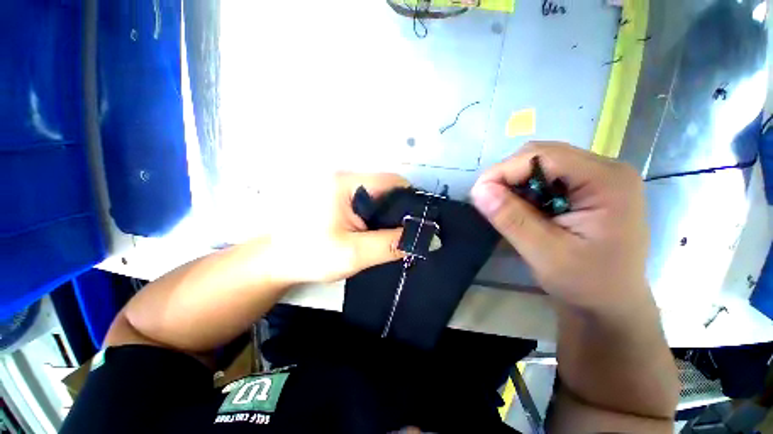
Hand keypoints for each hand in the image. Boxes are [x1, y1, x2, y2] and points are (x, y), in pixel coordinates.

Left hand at [267, 173, 407, 284]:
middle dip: (402, 210)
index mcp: (346, 184)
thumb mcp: (354, 253)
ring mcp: (341, 189)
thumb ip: (391, 245)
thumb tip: (428, 240)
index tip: (421, 223)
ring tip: (396, 236)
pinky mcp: (339, 200)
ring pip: (379, 198)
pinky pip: (367, 204)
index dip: (411, 200)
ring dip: (389, 215)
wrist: (275, 262)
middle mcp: (345, 179)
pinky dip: (378, 217)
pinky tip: (379, 233)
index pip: (392, 182)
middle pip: (387, 188)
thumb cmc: (310, 255)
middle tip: (410, 233)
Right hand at [471, 142, 650, 311]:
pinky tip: (525, 210)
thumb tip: (478, 190)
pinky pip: (547, 176)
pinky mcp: (589, 187)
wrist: (610, 303)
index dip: (504, 170)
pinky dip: (526, 189)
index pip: (544, 156)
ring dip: (516, 183)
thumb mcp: (544, 253)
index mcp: (607, 181)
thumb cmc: (586, 283)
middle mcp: (607, 170)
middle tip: (491, 201)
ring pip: (542, 163)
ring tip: (508, 209)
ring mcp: (599, 177)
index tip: (479, 193)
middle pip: (543, 155)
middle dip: (509, 176)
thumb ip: (511, 218)